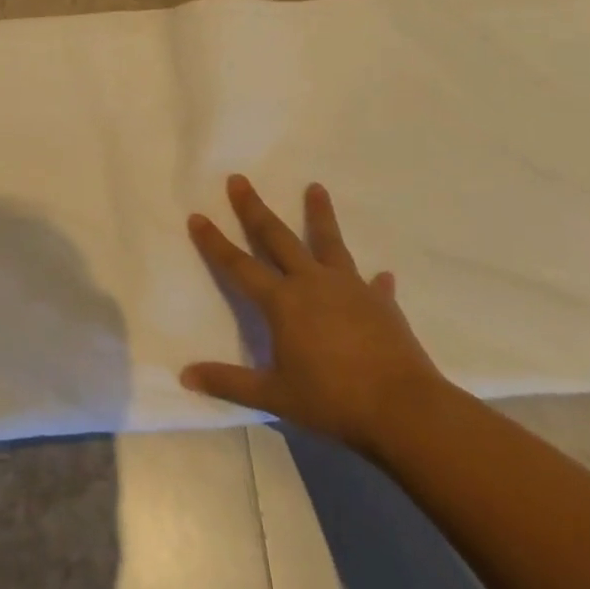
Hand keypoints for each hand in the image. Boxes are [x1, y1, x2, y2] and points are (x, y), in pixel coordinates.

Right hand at [181, 175, 446, 457]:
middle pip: (278, 238)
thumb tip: (186, 375)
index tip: (197, 216)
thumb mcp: (274, 396)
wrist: (403, 409)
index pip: (239, 265)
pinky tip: (381, 275)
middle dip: (255, 209)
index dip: (215, 242)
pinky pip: (373, 285)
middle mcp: (313, 284)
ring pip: (329, 243)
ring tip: (316, 187)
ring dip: (320, 215)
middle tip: (239, 180)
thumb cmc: (332, 400)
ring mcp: (350, 289)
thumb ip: (229, 383)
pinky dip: (373, 280)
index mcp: (283, 302)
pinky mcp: (381, 304)